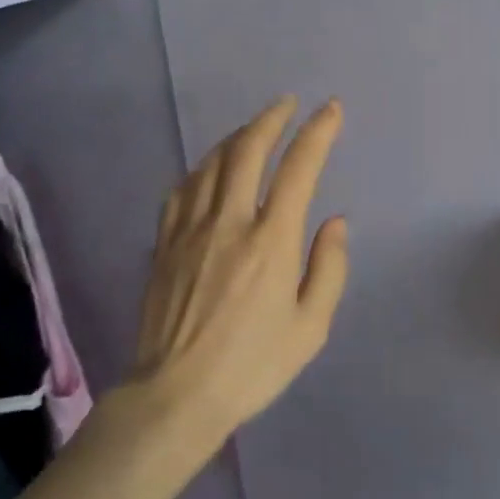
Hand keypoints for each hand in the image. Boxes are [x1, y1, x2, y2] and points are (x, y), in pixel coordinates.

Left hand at [131, 97, 348, 445]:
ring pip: (213, 162)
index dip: (318, 132)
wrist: (176, 395)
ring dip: (237, 136)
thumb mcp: (310, 328)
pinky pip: (183, 188)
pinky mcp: (164, 242)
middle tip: (287, 103)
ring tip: (254, 128)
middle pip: (248, 150)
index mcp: (271, 242)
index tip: (331, 109)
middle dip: (272, 118)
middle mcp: (230, 222)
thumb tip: (335, 222)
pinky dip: (203, 167)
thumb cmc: (252, 367)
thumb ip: (329, 269)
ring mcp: (191, 229)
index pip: (299, 168)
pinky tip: (210, 167)